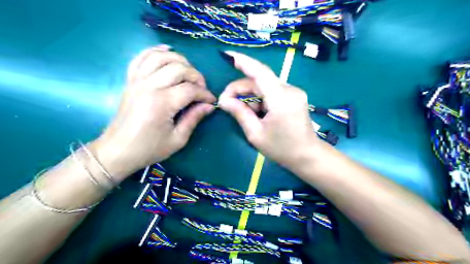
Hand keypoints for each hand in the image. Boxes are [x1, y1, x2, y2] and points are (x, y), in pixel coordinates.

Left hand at [91, 45, 213, 180]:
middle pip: (178, 68)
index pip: (191, 89)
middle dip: (196, 76)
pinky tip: (167, 50)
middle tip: (201, 88)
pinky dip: (155, 50)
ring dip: (180, 60)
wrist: (117, 151)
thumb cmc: (149, 148)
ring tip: (188, 72)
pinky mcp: (130, 80)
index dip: (205, 94)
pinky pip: (141, 57)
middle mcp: (149, 87)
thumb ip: (194, 118)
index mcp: (162, 103)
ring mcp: (137, 81)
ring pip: (161, 57)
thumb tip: (209, 106)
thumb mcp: (177, 139)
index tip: (212, 101)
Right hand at [219, 52, 321, 168]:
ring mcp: (294, 92)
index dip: (244, 62)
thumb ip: (240, 113)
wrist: (307, 156)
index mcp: (281, 99)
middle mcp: (290, 90)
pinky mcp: (294, 96)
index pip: (260, 73)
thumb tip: (223, 100)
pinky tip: (257, 111)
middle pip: (260, 80)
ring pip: (265, 84)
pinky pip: (272, 90)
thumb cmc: (282, 149)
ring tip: (243, 111)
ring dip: (250, 94)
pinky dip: (260, 98)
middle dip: (240, 88)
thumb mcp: (256, 134)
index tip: (228, 56)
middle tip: (226, 102)